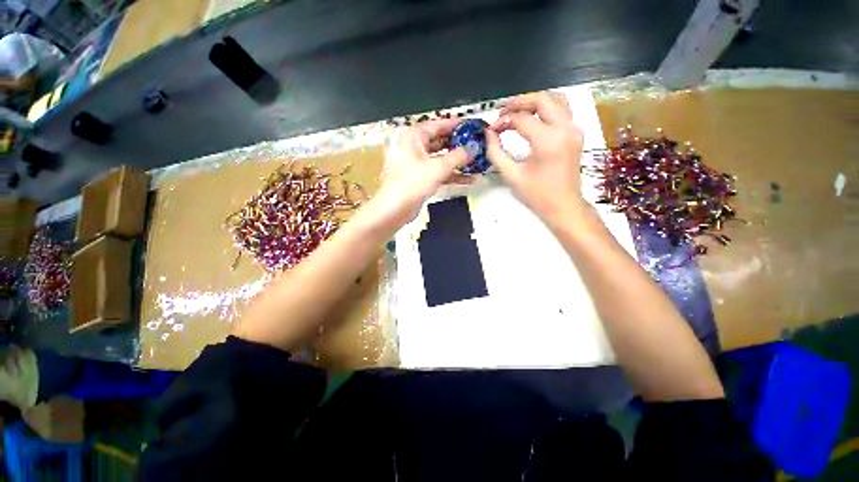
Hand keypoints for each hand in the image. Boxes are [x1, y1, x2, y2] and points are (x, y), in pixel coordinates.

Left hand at [371, 119, 467, 225]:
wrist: (395, 208)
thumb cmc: (413, 183)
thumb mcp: (438, 167)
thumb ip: (458, 156)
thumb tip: (474, 148)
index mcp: (414, 136)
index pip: (438, 124)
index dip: (456, 125)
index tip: (472, 126)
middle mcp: (414, 147)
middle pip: (440, 141)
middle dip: (459, 145)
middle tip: (477, 145)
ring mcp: (417, 163)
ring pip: (440, 158)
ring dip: (457, 162)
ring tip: (476, 162)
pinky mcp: (420, 178)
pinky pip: (438, 172)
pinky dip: (451, 174)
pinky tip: (468, 178)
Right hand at [486, 92, 586, 221]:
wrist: (563, 206)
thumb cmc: (536, 194)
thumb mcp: (511, 175)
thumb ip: (496, 152)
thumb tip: (489, 133)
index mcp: (548, 141)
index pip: (522, 119)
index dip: (503, 121)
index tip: (492, 130)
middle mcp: (565, 128)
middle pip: (542, 99)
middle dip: (519, 102)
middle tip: (502, 112)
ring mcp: (574, 129)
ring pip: (555, 100)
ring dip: (533, 102)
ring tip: (515, 112)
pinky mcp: (576, 133)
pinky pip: (562, 110)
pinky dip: (545, 109)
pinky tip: (532, 118)